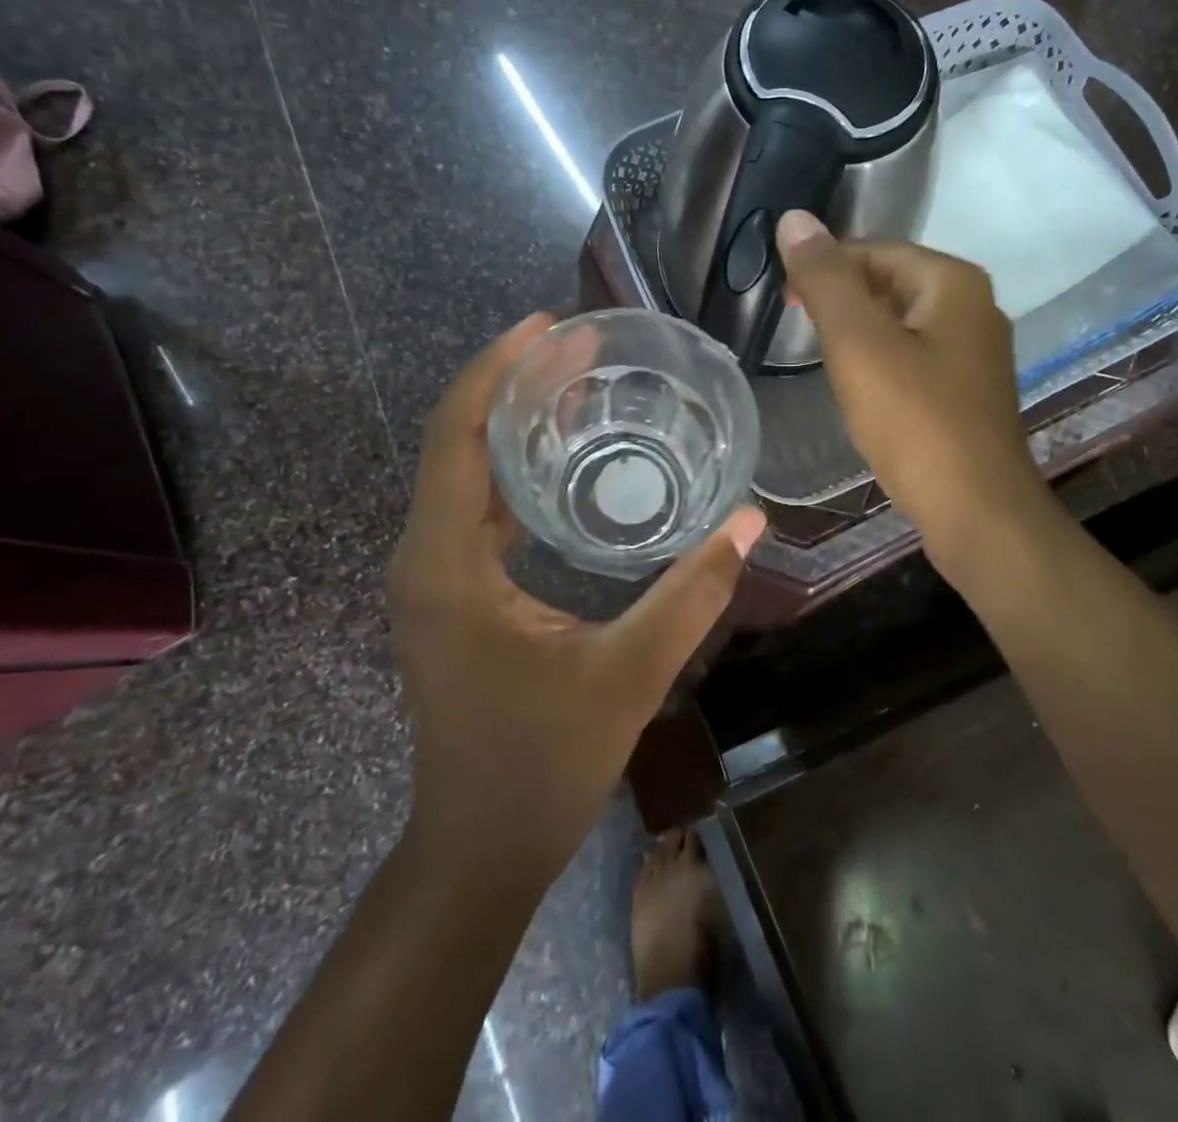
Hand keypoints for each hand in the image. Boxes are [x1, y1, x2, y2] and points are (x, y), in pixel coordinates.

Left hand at [388, 313, 765, 884]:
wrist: (480, 850)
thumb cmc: (541, 765)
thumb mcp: (628, 675)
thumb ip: (692, 594)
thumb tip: (750, 521)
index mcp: (447, 565)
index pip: (457, 436)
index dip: (497, 370)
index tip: (549, 326)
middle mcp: (426, 558)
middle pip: (461, 442)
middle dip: (516, 385)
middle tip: (584, 348)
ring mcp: (436, 578)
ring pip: (468, 475)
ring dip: (517, 425)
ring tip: (581, 386)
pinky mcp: (455, 596)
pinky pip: (479, 510)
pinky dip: (519, 471)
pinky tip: (567, 461)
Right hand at [777, 210, 1045, 558]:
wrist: (976, 511)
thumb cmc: (915, 421)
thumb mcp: (859, 344)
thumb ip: (826, 280)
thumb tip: (794, 218)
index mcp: (953, 284)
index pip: (876, 250)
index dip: (825, 265)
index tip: (784, 296)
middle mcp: (974, 308)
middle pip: (892, 283)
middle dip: (842, 298)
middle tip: (796, 325)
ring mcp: (975, 353)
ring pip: (902, 323)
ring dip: (859, 331)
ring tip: (820, 355)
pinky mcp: (968, 392)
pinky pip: (915, 357)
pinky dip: (881, 361)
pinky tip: (859, 387)